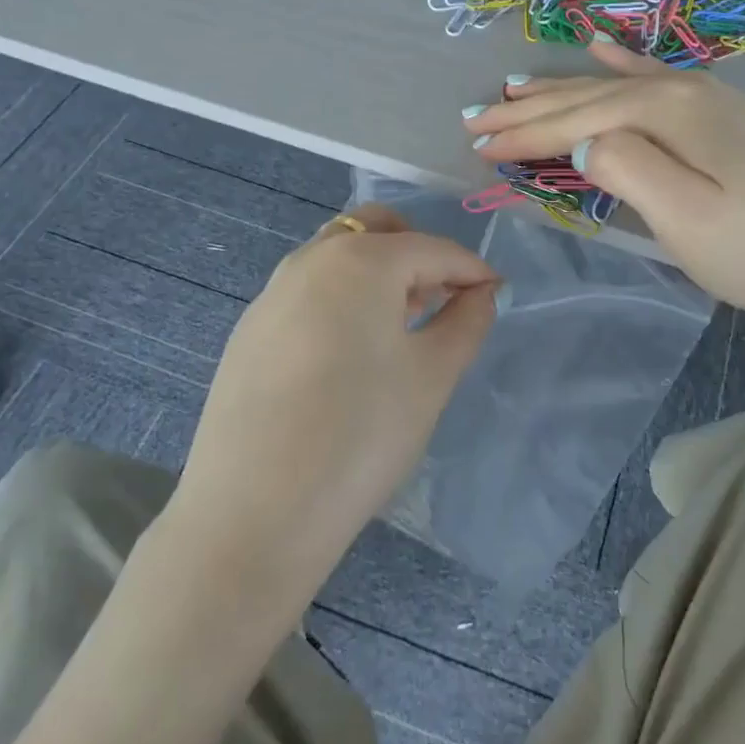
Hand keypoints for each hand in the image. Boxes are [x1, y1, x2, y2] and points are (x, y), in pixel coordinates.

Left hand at [159, 204, 499, 623]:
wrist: (255, 512)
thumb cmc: (361, 435)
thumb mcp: (431, 377)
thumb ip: (466, 322)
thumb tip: (481, 293)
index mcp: (360, 261)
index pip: (432, 249)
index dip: (471, 270)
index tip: (496, 295)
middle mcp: (309, 261)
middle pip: (375, 230)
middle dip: (417, 254)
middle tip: (441, 300)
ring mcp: (271, 294)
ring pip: (337, 257)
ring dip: (377, 274)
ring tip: (400, 327)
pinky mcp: (248, 331)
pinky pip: (307, 292)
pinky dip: (341, 299)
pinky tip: (348, 355)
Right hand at [464, 37, 744, 325]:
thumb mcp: (686, 217)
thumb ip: (627, 169)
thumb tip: (580, 140)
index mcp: (668, 111)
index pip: (578, 120)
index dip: (524, 134)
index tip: (476, 143)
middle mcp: (682, 89)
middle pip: (589, 96)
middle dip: (529, 110)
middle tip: (475, 118)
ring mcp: (703, 98)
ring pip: (613, 87)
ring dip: (561, 88)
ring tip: (514, 87)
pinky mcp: (717, 115)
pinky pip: (653, 77)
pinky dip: (618, 65)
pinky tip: (599, 48)